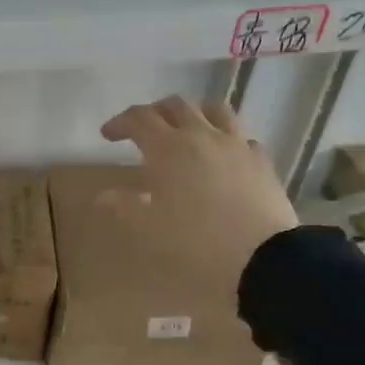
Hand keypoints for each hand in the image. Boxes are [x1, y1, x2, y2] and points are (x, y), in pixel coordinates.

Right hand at [99, 95, 298, 295]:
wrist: (261, 259)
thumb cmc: (195, 243)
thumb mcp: (148, 229)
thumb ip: (124, 206)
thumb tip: (103, 196)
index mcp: (168, 149)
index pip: (139, 119)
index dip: (120, 122)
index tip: (108, 135)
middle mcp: (203, 136)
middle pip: (176, 105)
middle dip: (155, 112)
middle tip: (143, 130)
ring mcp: (237, 145)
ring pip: (215, 110)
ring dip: (194, 114)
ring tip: (186, 130)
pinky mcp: (261, 161)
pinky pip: (241, 137)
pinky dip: (225, 138)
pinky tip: (222, 156)